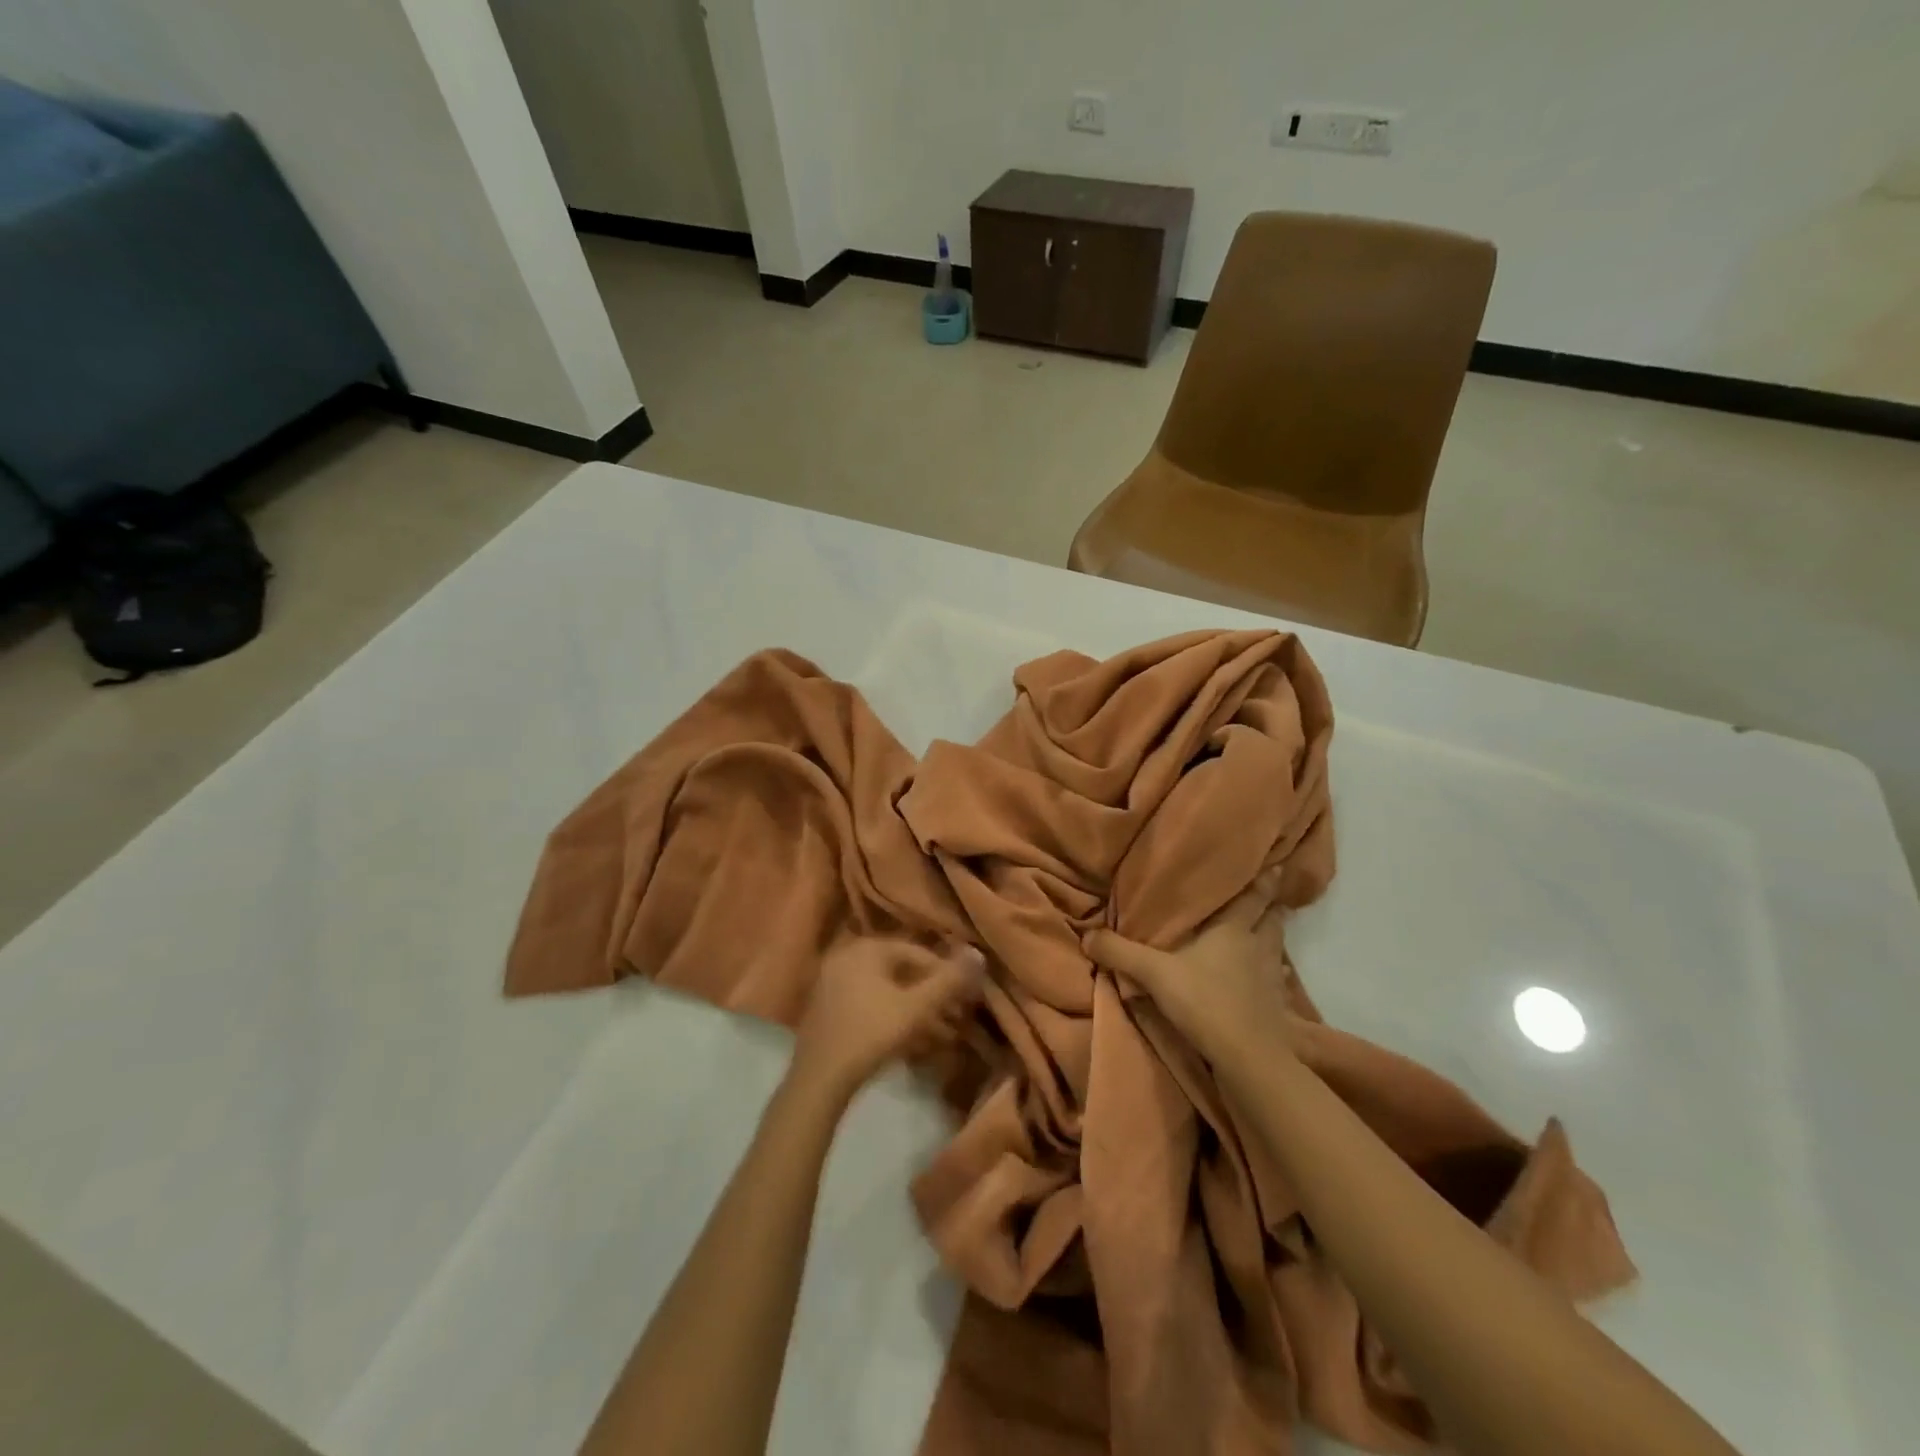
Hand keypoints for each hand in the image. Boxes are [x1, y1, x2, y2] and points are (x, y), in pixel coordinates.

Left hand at [791, 938, 984, 1101]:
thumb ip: (948, 982)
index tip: (968, 997)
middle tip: (958, 1017)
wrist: (818, 1082)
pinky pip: (870, 1005)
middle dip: (932, 995)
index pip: (917, 953)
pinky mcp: (828, 1010)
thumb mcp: (916, 1008)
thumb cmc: (870, 1035)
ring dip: (917, 1011)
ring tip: (945, 1035)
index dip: (946, 974)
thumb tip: (979, 953)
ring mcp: (833, 983)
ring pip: (887, 992)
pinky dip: (893, 1018)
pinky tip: (914, 1042)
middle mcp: (847, 958)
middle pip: (901, 972)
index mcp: (865, 949)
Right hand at [1083, 867, 1297, 1061]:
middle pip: (1272, 919)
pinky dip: (1272, 975)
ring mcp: (1272, 977)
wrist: (1247, 1058)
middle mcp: (1258, 947)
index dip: (1266, 878)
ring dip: (1271, 937)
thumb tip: (1086, 934)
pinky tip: (1266, 978)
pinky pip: (1276, 982)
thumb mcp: (1153, 973)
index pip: (1255, 895)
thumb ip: (1120, 952)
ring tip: (1262, 931)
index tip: (1275, 861)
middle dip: (1271, 905)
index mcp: (1234, 929)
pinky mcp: (1276, 1007)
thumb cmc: (1205, 1001)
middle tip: (1268, 891)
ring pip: (1276, 948)